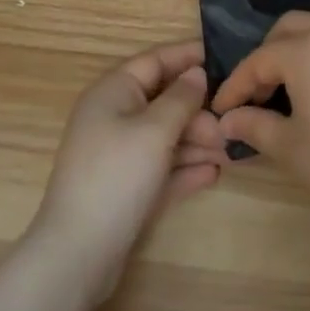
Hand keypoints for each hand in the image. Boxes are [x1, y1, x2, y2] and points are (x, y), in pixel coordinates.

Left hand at [32, 39, 227, 303]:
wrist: (79, 254)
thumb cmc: (117, 175)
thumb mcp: (155, 130)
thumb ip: (181, 98)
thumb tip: (197, 73)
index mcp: (113, 92)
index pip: (155, 60)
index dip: (189, 56)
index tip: (226, 56)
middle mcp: (113, 117)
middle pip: (163, 101)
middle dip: (198, 111)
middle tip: (230, 124)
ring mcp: (118, 154)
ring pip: (165, 136)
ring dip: (197, 142)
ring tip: (230, 152)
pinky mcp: (125, 188)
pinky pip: (161, 168)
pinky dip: (184, 169)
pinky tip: (213, 174)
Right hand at [211, 11, 309, 215]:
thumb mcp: (291, 149)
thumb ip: (254, 126)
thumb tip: (227, 119)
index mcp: (305, 51)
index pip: (258, 61)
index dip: (236, 86)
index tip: (222, 110)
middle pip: (290, 27)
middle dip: (268, 55)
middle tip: (261, 92)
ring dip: (305, 42)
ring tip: (299, 77)